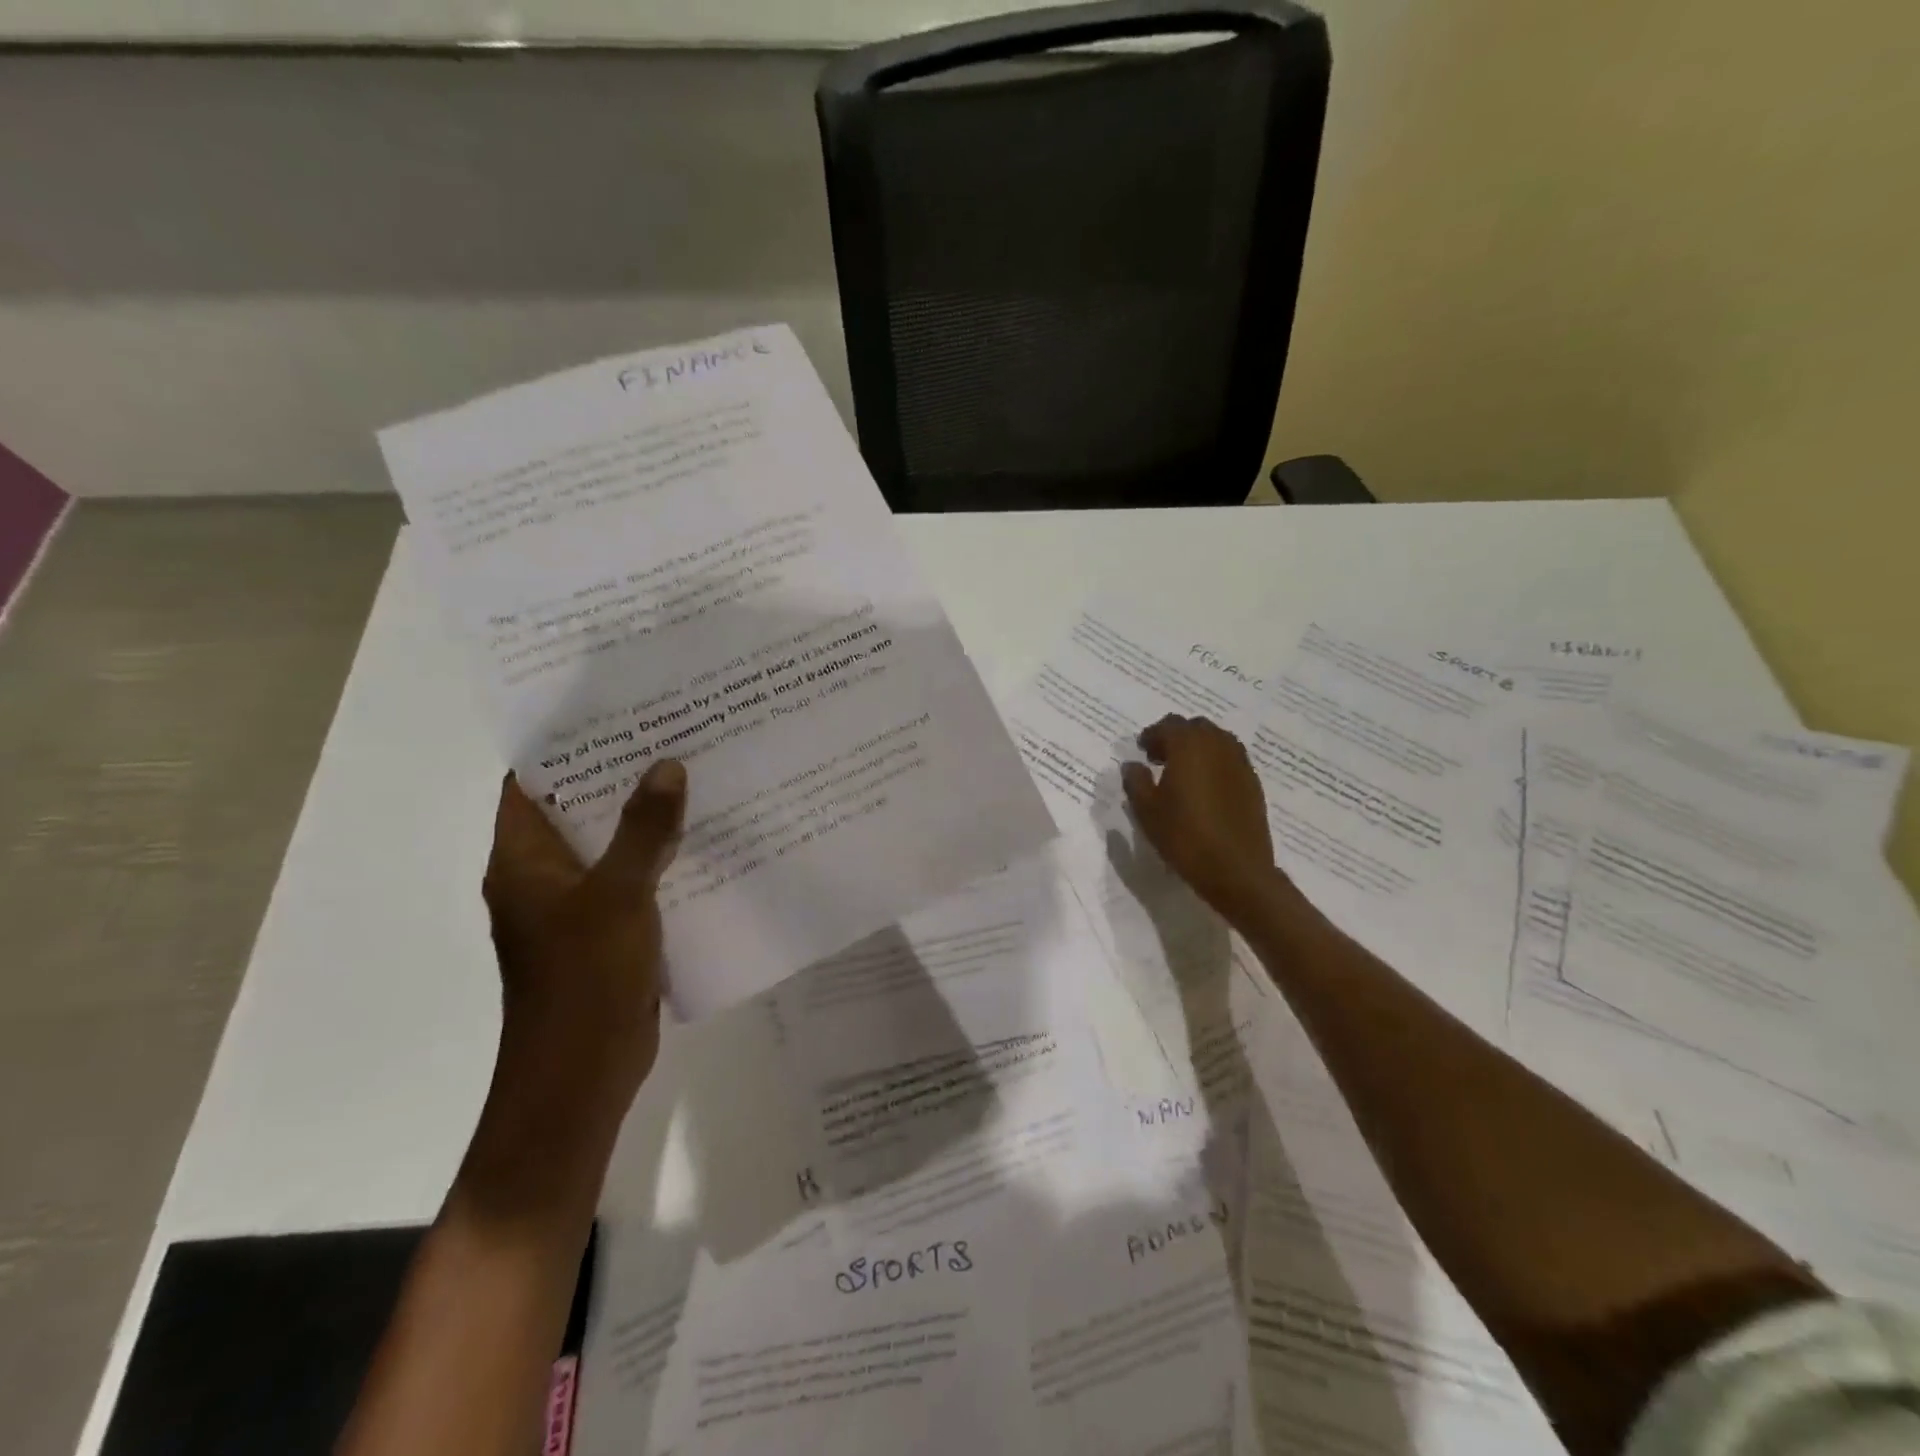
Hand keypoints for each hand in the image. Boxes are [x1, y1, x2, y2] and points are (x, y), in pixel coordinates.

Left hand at [478, 760, 687, 1140]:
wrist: (581, 1076)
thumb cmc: (583, 979)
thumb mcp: (617, 896)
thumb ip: (643, 830)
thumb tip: (667, 765)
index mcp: (522, 861)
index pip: (531, 784)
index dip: (565, 745)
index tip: (614, 711)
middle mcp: (542, 877)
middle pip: (577, 810)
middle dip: (619, 775)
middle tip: (671, 733)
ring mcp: (576, 908)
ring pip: (611, 846)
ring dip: (644, 817)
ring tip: (694, 774)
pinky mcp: (608, 932)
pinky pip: (634, 880)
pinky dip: (660, 858)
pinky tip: (704, 838)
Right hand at [1121, 715, 1277, 922]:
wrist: (1236, 869)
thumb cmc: (1184, 836)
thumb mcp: (1146, 810)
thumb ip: (1136, 781)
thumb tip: (1133, 765)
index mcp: (1188, 745)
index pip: (1168, 725)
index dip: (1151, 735)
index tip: (1142, 751)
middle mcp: (1217, 745)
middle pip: (1195, 727)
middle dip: (1176, 737)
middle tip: (1160, 759)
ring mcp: (1240, 763)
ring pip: (1217, 740)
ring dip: (1198, 748)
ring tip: (1183, 772)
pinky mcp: (1253, 783)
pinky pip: (1230, 760)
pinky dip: (1215, 763)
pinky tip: (1205, 788)